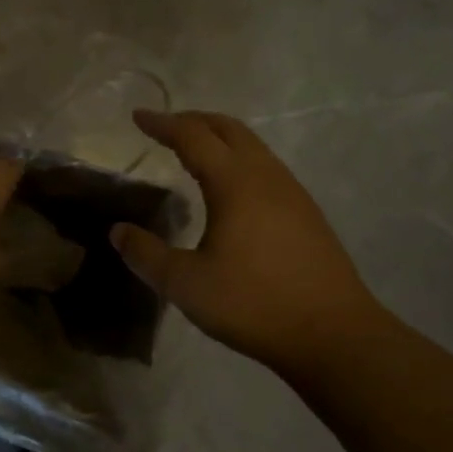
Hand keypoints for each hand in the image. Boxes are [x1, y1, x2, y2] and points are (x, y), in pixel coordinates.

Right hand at [110, 110, 384, 371]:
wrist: (334, 335)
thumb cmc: (254, 304)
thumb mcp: (186, 285)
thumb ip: (146, 255)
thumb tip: (118, 232)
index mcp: (235, 183)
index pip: (193, 137)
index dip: (163, 124)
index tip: (138, 116)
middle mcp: (266, 176)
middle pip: (228, 129)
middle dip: (194, 120)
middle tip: (164, 126)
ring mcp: (292, 193)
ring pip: (252, 146)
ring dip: (220, 138)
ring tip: (194, 151)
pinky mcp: (307, 214)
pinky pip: (266, 167)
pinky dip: (239, 160)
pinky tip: (230, 188)